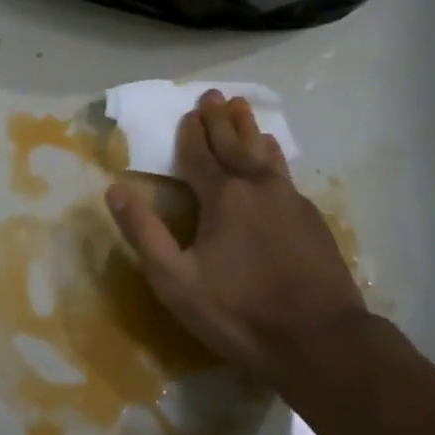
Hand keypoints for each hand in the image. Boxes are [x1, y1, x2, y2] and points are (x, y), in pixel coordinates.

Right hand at [106, 91, 369, 384]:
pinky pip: (285, 172)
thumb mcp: (175, 280)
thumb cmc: (239, 311)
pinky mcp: (311, 217)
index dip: (192, 132)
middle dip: (220, 119)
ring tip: (243, 108)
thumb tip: (114, 189)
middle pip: (234, 144)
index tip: (189, 111)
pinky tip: (273, 155)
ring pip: (264, 153)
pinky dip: (272, 155)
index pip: (200, 154)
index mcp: (222, 196)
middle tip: (214, 95)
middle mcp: (256, 186)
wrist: (320, 339)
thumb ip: (144, 232)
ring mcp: (289, 199)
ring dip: (249, 129)